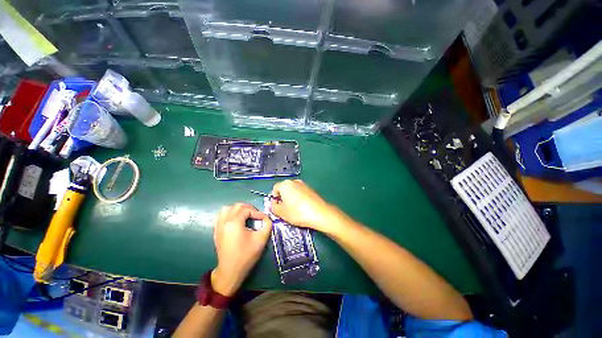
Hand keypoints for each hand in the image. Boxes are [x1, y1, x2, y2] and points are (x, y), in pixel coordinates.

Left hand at [211, 203, 271, 295]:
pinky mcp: (216, 231)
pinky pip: (221, 216)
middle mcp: (224, 221)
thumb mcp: (261, 239)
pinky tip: (236, 220)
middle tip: (256, 216)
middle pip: (237, 206)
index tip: (264, 219)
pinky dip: (229, 214)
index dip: (257, 212)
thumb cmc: (246, 255)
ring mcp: (218, 226)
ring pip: (227, 209)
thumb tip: (266, 218)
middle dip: (249, 208)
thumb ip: (267, 224)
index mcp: (234, 222)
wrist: (230, 271)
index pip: (247, 209)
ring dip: (238, 209)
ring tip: (246, 215)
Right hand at [270, 180, 344, 232]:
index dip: (274, 199)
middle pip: (284, 189)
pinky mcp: (311, 189)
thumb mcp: (281, 213)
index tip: (277, 208)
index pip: (274, 189)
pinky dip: (299, 198)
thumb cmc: (298, 212)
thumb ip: (273, 207)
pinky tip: (302, 207)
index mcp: (285, 184)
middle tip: (284, 209)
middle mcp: (294, 181)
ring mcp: (304, 184)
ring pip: (293, 191)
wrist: (320, 213)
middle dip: (282, 198)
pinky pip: (300, 192)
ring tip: (294, 209)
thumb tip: (273, 204)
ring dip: (291, 198)